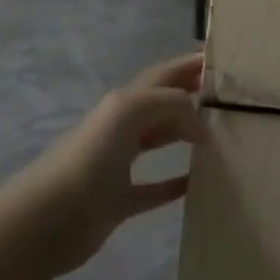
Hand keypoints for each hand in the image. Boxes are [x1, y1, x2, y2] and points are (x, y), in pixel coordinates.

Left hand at [17, 52, 209, 275]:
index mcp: (124, 102)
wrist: (50, 217)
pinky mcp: (120, 201)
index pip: (164, 75)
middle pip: (163, 104)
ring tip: (219, 134)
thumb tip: (202, 126)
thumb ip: (171, 105)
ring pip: (159, 141)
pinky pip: (154, 189)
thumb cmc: (91, 156)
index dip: (189, 65)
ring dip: (185, 134)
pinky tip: (195, 183)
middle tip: (229, 98)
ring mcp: (119, 164)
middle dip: (191, 94)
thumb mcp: (131, 111)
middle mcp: (122, 127)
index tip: (222, 62)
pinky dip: (174, 184)